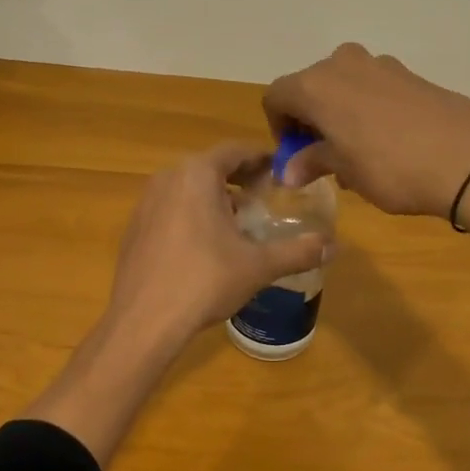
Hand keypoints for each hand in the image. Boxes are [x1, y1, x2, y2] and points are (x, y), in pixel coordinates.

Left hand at [106, 141, 329, 344]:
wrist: (144, 320)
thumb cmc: (205, 280)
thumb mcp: (258, 265)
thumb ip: (298, 251)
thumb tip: (334, 246)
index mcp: (197, 174)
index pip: (236, 150)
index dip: (262, 158)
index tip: (282, 172)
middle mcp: (168, 177)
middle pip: (211, 166)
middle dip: (240, 178)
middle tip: (266, 197)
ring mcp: (146, 202)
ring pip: (189, 188)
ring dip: (216, 197)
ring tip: (240, 222)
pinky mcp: (135, 227)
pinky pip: (171, 208)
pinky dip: (192, 214)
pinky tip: (206, 246)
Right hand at [264, 43, 469, 284]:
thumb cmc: (391, 167)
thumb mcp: (345, 170)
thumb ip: (313, 162)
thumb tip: (289, 171)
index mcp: (315, 84)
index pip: (276, 97)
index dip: (279, 127)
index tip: (295, 156)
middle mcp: (342, 64)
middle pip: (309, 87)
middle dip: (310, 120)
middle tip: (324, 157)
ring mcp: (380, 65)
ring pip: (343, 86)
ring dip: (339, 115)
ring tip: (357, 154)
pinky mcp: (409, 74)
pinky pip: (372, 87)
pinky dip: (367, 109)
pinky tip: (387, 143)